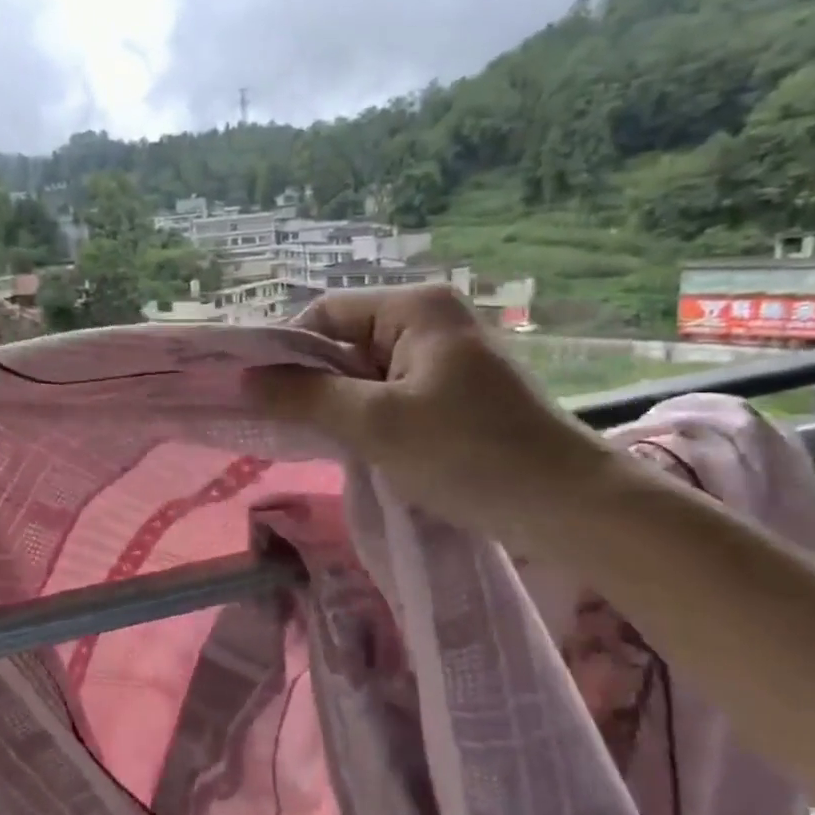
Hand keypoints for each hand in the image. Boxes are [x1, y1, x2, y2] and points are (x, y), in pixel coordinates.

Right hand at [246, 286, 616, 543]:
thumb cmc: (468, 454)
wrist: (569, 506)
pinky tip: (361, 448)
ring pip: (367, 372)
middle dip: (314, 383)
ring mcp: (447, 356)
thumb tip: (245, 379)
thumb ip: (305, 397)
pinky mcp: (457, 391)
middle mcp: (431, 319)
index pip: (326, 313)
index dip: (287, 351)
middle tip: (287, 426)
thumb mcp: (375, 424)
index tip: (261, 396)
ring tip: (322, 442)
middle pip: (346, 341)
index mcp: (415, 307)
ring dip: (341, 405)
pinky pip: (393, 393)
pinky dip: (370, 417)